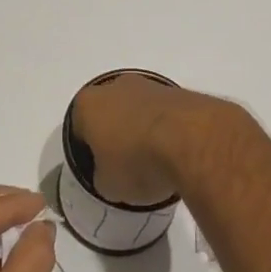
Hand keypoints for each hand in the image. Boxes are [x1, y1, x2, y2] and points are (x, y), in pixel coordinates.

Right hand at [67, 74, 245, 205]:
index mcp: (88, 104)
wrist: (191, 140)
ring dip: (144, 130)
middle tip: (127, 164)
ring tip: (156, 161)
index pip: (79, 128)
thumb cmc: (137, 161)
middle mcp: (116, 86)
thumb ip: (103, 177)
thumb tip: (111, 175)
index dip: (88, 151)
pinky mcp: (179, 91)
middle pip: (110, 112)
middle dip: (117, 134)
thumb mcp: (109, 186)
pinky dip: (168, 128)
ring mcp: (150, 85)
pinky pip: (165, 113)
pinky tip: (176, 152)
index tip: (101, 169)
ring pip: (139, 109)